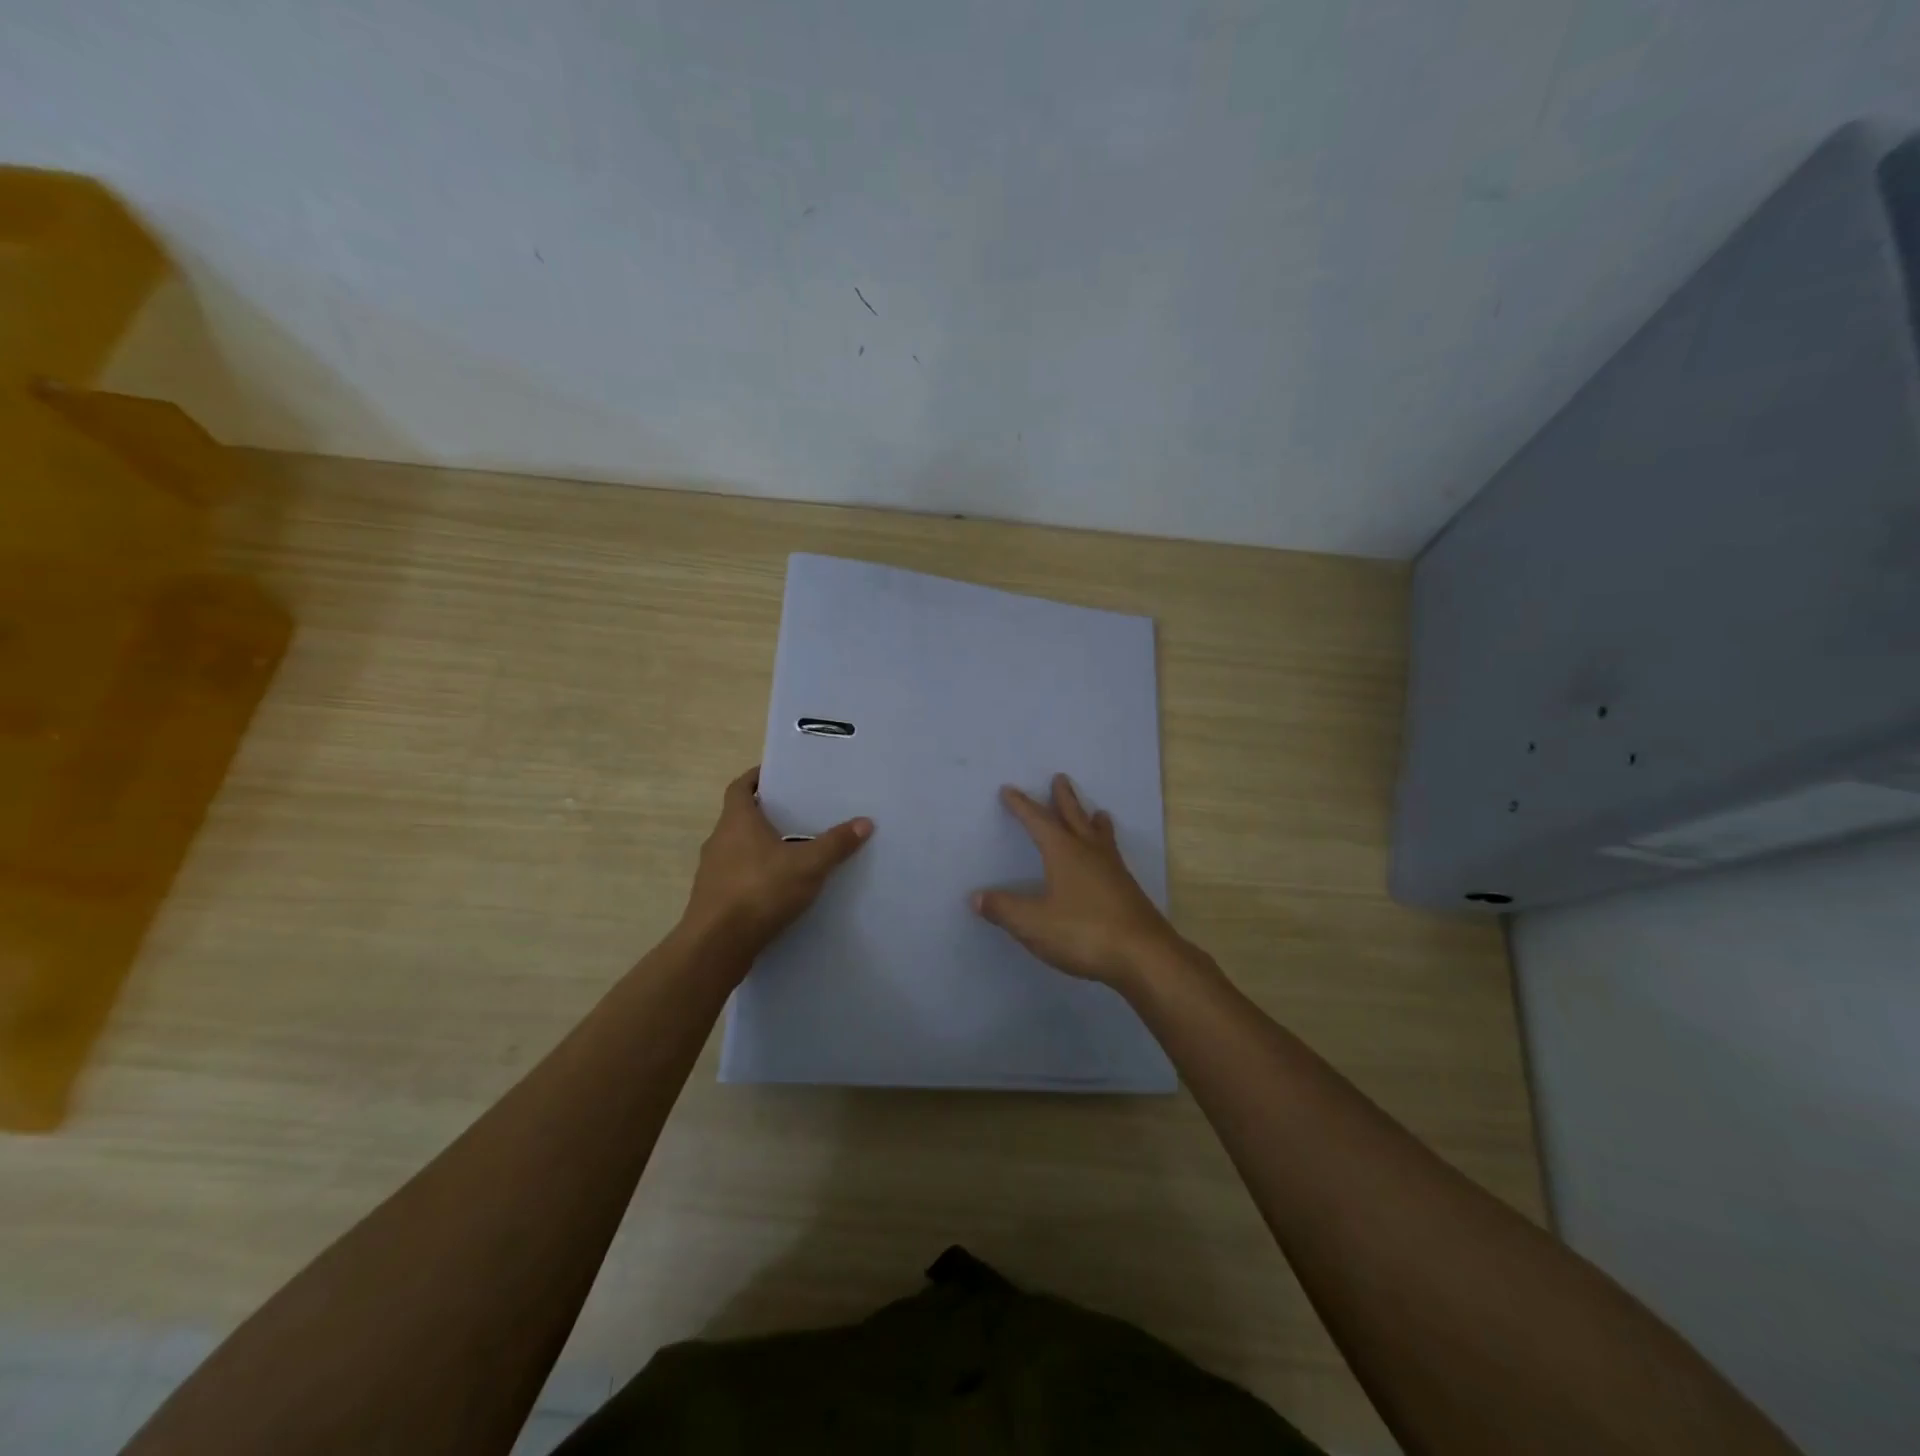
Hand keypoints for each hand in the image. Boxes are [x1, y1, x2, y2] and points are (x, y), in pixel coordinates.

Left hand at [681, 768, 871, 954]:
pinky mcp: (714, 898)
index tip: (778, 775)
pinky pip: (738, 876)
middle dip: (767, 814)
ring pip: (739, 848)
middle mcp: (719, 840)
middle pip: (741, 817)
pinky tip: (780, 888)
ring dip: (761, 847)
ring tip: (795, 851)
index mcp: (737, 821)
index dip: (757, 777)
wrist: (716, 945)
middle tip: (799, 813)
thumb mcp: (808, 865)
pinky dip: (756, 875)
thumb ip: (835, 844)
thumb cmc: (760, 891)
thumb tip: (865, 822)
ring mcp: (712, 871)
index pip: (741, 787)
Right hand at [972, 774, 1188, 988]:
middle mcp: (1090, 853)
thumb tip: (976, 897)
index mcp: (1064, 853)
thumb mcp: (1034, 923)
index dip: (1022, 806)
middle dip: (1064, 798)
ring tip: (1097, 812)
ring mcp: (1113, 870)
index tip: (1009, 790)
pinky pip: (1112, 855)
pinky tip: (1108, 860)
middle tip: (1061, 778)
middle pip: (1075, 817)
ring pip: (1100, 836)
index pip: (1038, 821)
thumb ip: (1004, 909)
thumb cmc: (1084, 932)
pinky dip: (1106, 845)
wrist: (1144, 955)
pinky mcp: (1127, 890)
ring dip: (1092, 820)